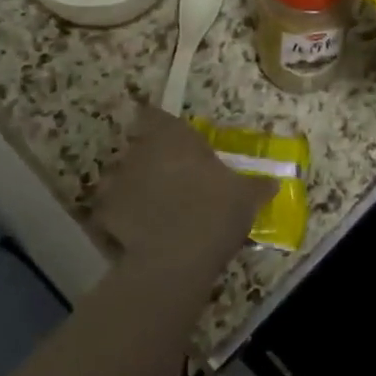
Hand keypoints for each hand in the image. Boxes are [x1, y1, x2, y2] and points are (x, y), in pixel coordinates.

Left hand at [89, 106, 272, 274]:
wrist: (176, 259)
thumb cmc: (215, 211)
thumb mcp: (247, 197)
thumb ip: (257, 186)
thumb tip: (273, 183)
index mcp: (173, 136)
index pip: (154, 116)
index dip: (159, 125)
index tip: (170, 139)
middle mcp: (140, 151)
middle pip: (136, 146)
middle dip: (148, 158)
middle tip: (169, 178)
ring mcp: (117, 182)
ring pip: (119, 177)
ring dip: (131, 186)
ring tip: (151, 207)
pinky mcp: (102, 215)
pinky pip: (110, 211)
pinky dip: (119, 219)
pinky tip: (136, 233)